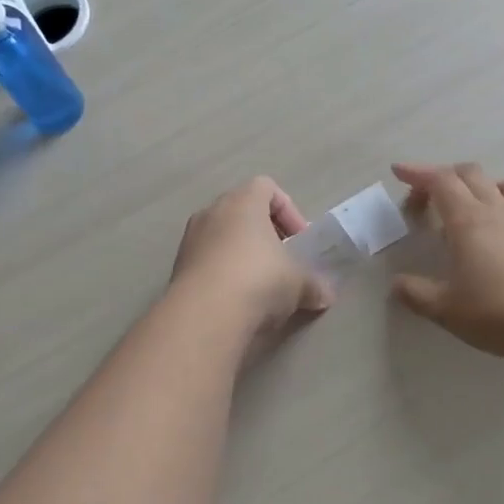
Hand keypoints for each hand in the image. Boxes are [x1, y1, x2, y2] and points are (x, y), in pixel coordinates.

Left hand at [170, 176, 332, 340]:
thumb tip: (326, 295)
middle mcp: (212, 212)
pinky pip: (207, 263)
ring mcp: (190, 240)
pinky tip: (237, 302)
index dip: (288, 211)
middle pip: (242, 212)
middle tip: (282, 262)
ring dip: (242, 256)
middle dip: (265, 235)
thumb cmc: (259, 280)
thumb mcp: (299, 283)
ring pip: (222, 238)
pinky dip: (223, 275)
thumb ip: (315, 284)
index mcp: (243, 202)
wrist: (205, 316)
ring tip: (260, 287)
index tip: (299, 241)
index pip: (266, 187)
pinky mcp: (177, 269)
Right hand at [390, 162, 503, 361]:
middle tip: (425, 198)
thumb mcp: (444, 309)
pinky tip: (501, 227)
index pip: (440, 181)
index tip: (399, 171)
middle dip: (442, 176)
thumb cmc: (496, 313)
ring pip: (500, 183)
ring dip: (478, 185)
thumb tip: (397, 283)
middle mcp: (496, 210)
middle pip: (469, 174)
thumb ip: (415, 293)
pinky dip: (503, 201)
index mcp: (467, 221)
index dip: (417, 172)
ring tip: (467, 206)